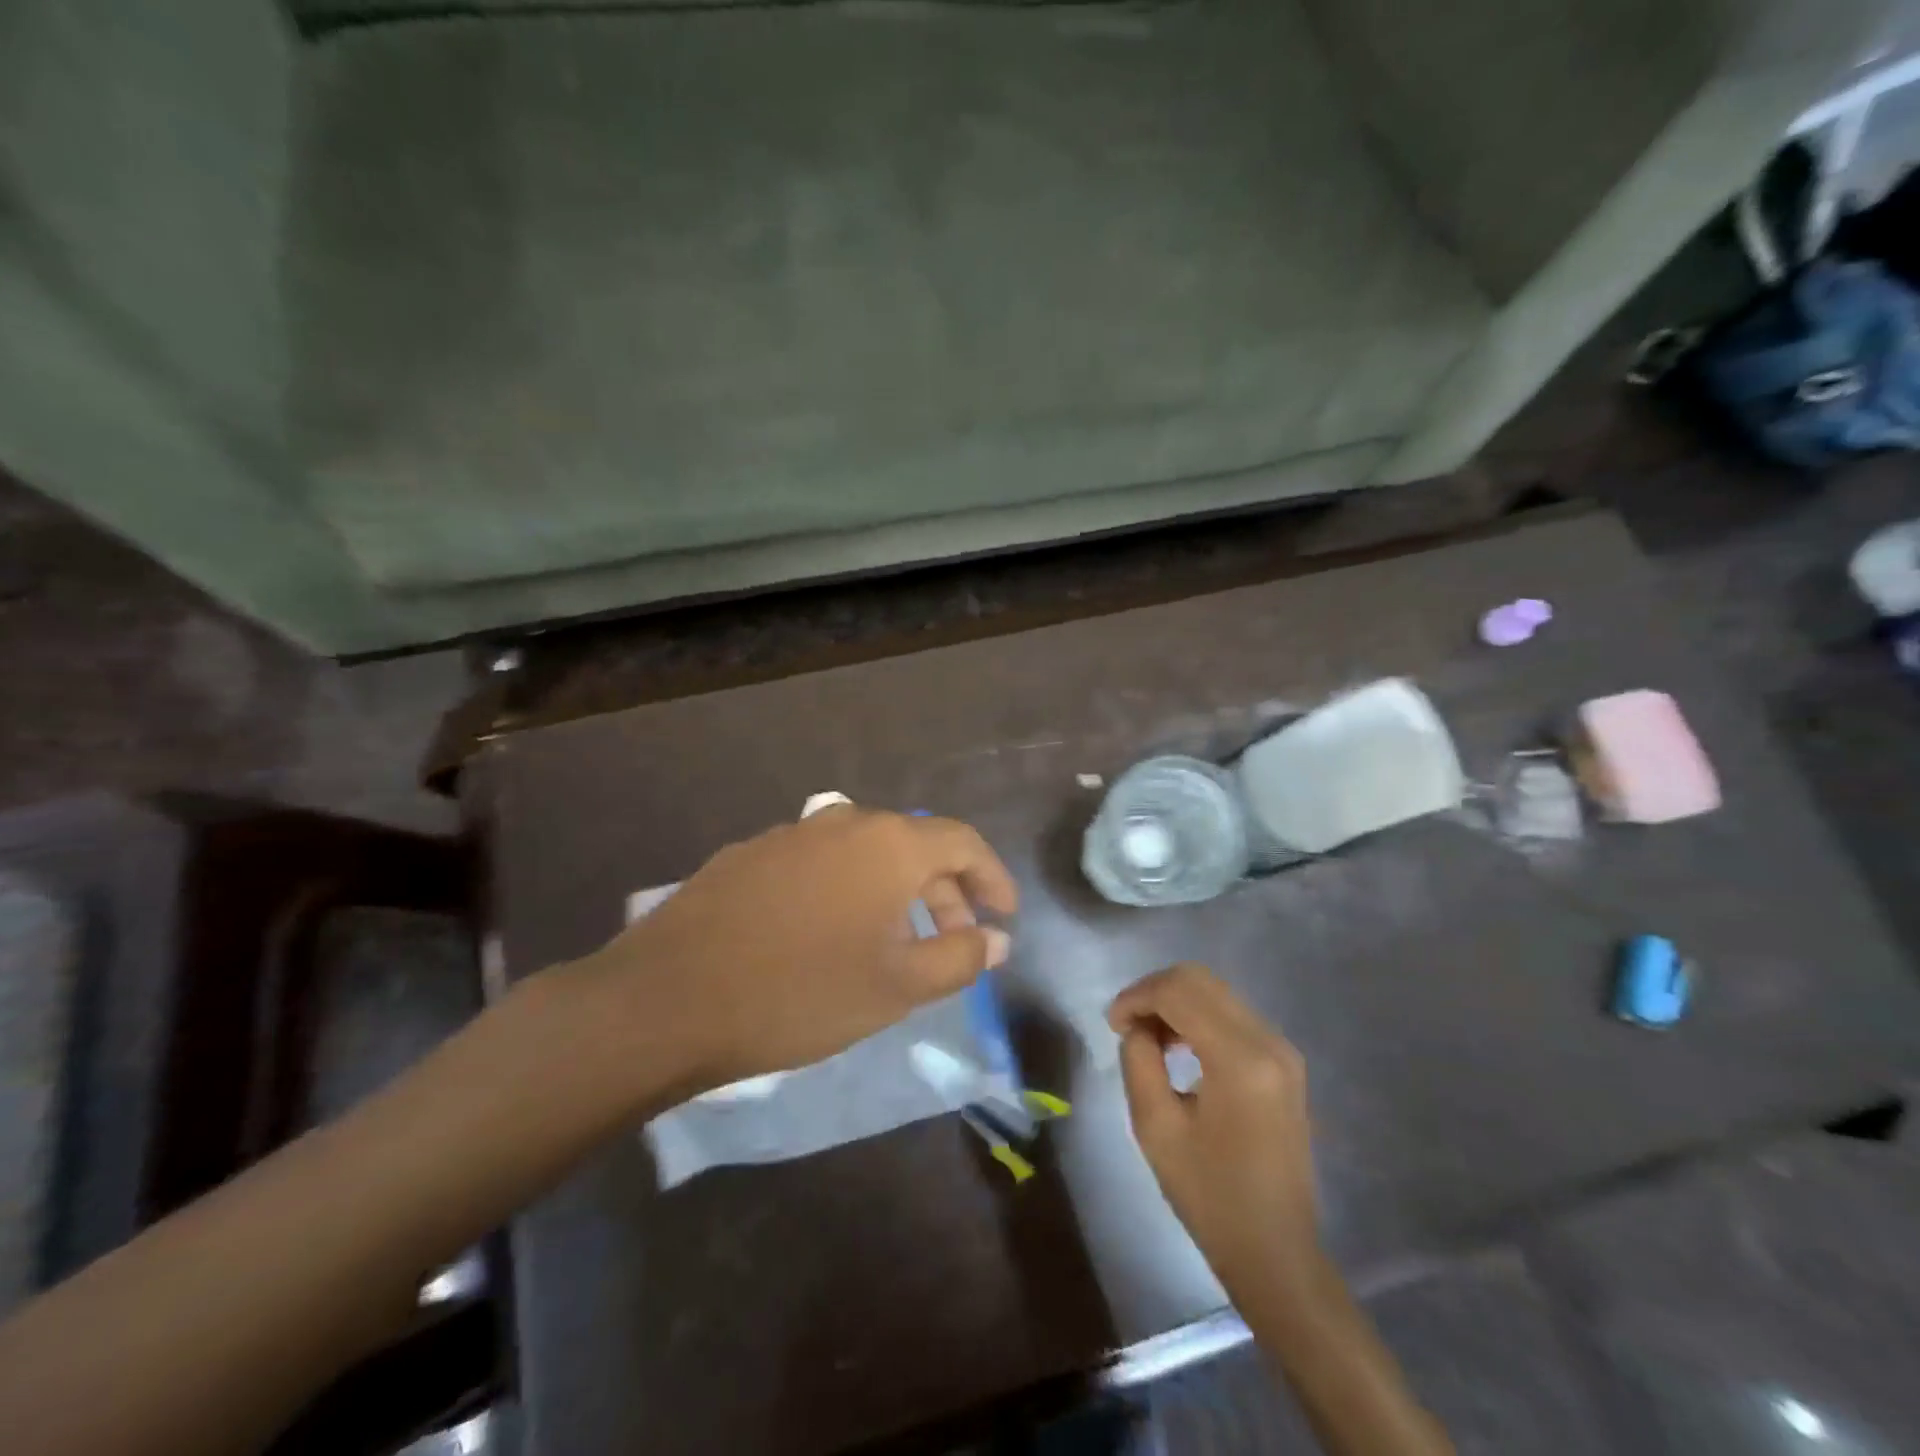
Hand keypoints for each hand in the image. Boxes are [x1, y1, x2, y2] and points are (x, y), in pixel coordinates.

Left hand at [576, 805, 1017, 1096]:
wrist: (666, 998)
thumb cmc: (800, 992)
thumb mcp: (895, 987)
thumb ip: (959, 957)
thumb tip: (995, 938)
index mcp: (888, 844)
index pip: (961, 841)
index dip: (991, 876)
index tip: (1003, 915)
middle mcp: (844, 822)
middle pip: (913, 845)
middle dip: (944, 892)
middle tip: (955, 939)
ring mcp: (791, 833)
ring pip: (864, 854)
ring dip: (894, 891)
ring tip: (895, 941)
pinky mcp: (751, 854)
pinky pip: (820, 863)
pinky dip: (846, 890)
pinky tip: (829, 933)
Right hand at [1108, 964, 1318, 1289]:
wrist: (1277, 1253)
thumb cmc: (1211, 1197)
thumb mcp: (1156, 1128)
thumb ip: (1139, 1061)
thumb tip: (1138, 1027)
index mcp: (1240, 1059)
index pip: (1179, 991)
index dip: (1136, 996)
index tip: (1111, 1025)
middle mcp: (1268, 1041)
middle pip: (1200, 980)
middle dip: (1154, 992)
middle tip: (1126, 1025)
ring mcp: (1283, 1050)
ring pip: (1217, 993)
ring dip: (1176, 1003)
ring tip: (1148, 1039)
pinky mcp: (1284, 1063)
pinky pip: (1233, 1016)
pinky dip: (1198, 1018)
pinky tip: (1178, 1048)